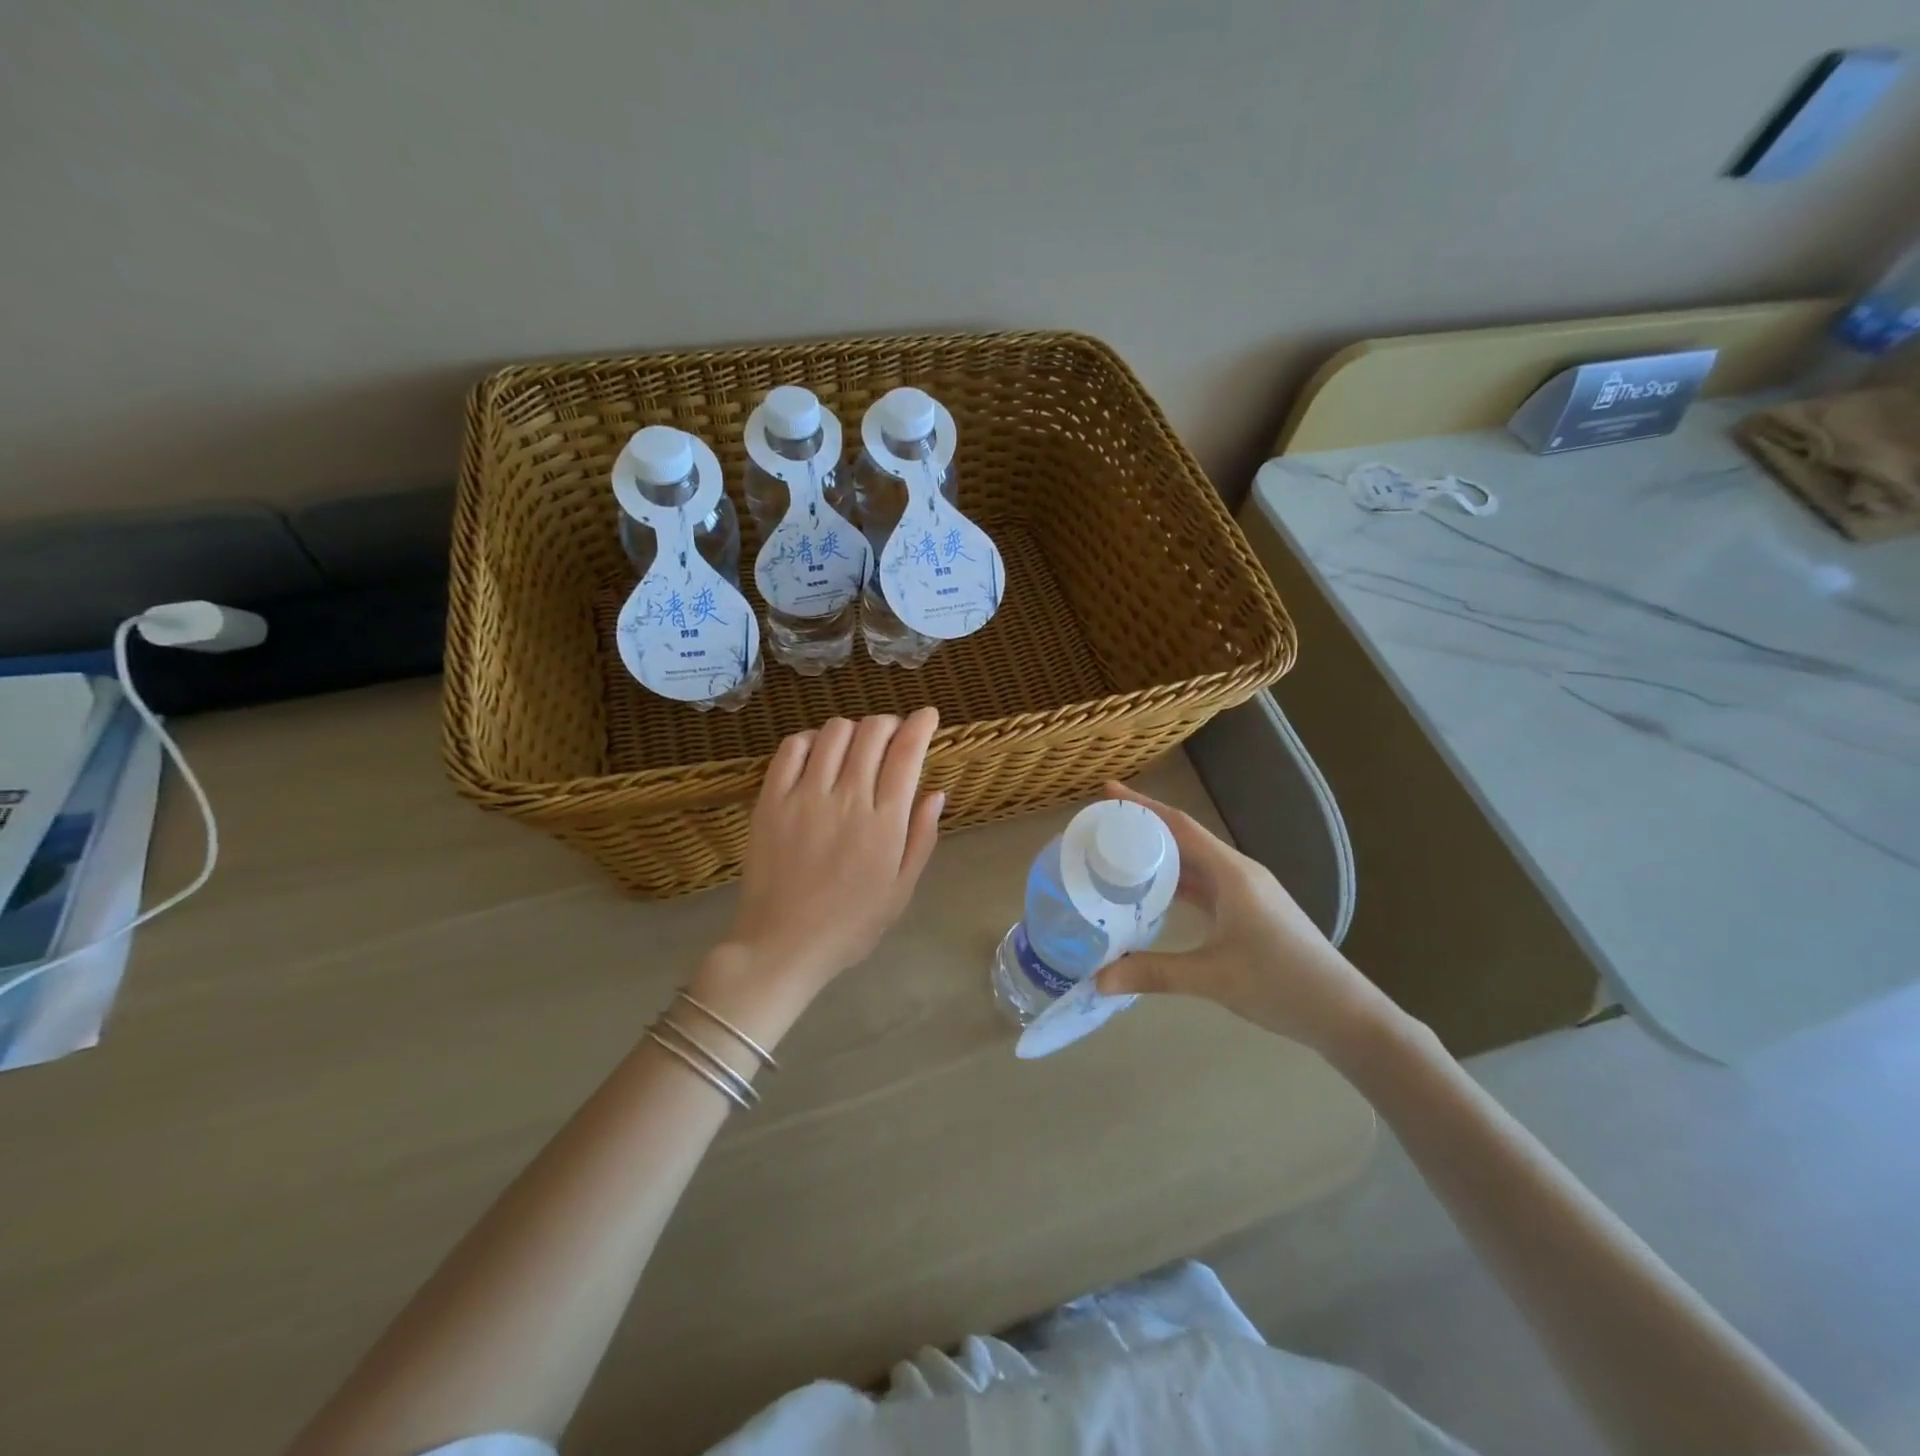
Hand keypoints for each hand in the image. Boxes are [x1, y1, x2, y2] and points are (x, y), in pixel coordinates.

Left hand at [719, 710, 943, 996]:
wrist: (783, 944)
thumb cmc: (851, 924)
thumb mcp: (901, 889)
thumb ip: (921, 837)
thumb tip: (936, 792)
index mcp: (884, 823)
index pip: (907, 753)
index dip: (920, 725)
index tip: (927, 715)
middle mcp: (847, 798)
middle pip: (872, 732)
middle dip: (889, 723)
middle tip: (892, 735)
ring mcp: (804, 795)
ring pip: (834, 732)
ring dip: (853, 729)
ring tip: (856, 745)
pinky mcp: (771, 799)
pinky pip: (791, 748)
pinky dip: (811, 739)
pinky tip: (818, 753)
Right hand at [1093, 782, 1397, 1055]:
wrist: (1345, 1013)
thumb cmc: (1283, 984)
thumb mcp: (1213, 978)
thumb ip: (1154, 973)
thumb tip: (1097, 979)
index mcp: (1232, 873)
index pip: (1179, 826)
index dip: (1142, 806)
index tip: (1107, 792)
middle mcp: (1238, 873)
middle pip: (1184, 839)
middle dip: (1143, 830)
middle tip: (1100, 828)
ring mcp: (1245, 892)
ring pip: (1193, 864)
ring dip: (1158, 857)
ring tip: (1116, 857)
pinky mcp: (1248, 912)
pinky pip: (1203, 886)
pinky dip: (1174, 884)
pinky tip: (1151, 896)